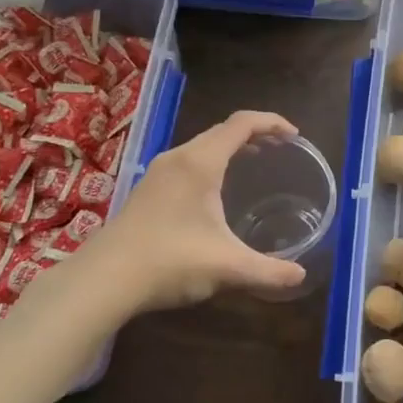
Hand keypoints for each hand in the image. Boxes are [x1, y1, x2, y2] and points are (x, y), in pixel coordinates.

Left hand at [68, 111, 309, 311]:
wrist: (103, 280)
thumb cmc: (169, 262)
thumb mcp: (227, 267)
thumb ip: (268, 271)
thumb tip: (300, 276)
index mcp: (200, 162)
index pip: (242, 123)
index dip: (272, 122)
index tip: (295, 136)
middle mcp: (179, 157)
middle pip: (222, 130)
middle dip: (254, 133)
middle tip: (280, 149)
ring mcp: (158, 172)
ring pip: (202, 145)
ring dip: (230, 147)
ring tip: (253, 162)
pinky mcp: (147, 189)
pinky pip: (188, 160)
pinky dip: (212, 162)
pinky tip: (215, 192)